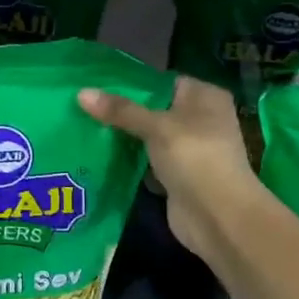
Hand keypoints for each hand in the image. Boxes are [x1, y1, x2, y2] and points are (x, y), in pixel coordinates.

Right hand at [79, 77, 264, 261]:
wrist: (217, 216)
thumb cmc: (194, 157)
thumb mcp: (156, 126)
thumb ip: (120, 110)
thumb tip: (81, 93)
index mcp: (205, 97)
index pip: (164, 81)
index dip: (133, 83)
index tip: (98, 84)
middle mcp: (201, 120)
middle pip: (154, 110)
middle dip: (123, 111)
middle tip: (85, 106)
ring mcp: (189, 151)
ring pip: (149, 138)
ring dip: (124, 138)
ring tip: (85, 126)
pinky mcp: (177, 177)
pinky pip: (147, 163)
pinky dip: (129, 162)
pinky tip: (99, 155)